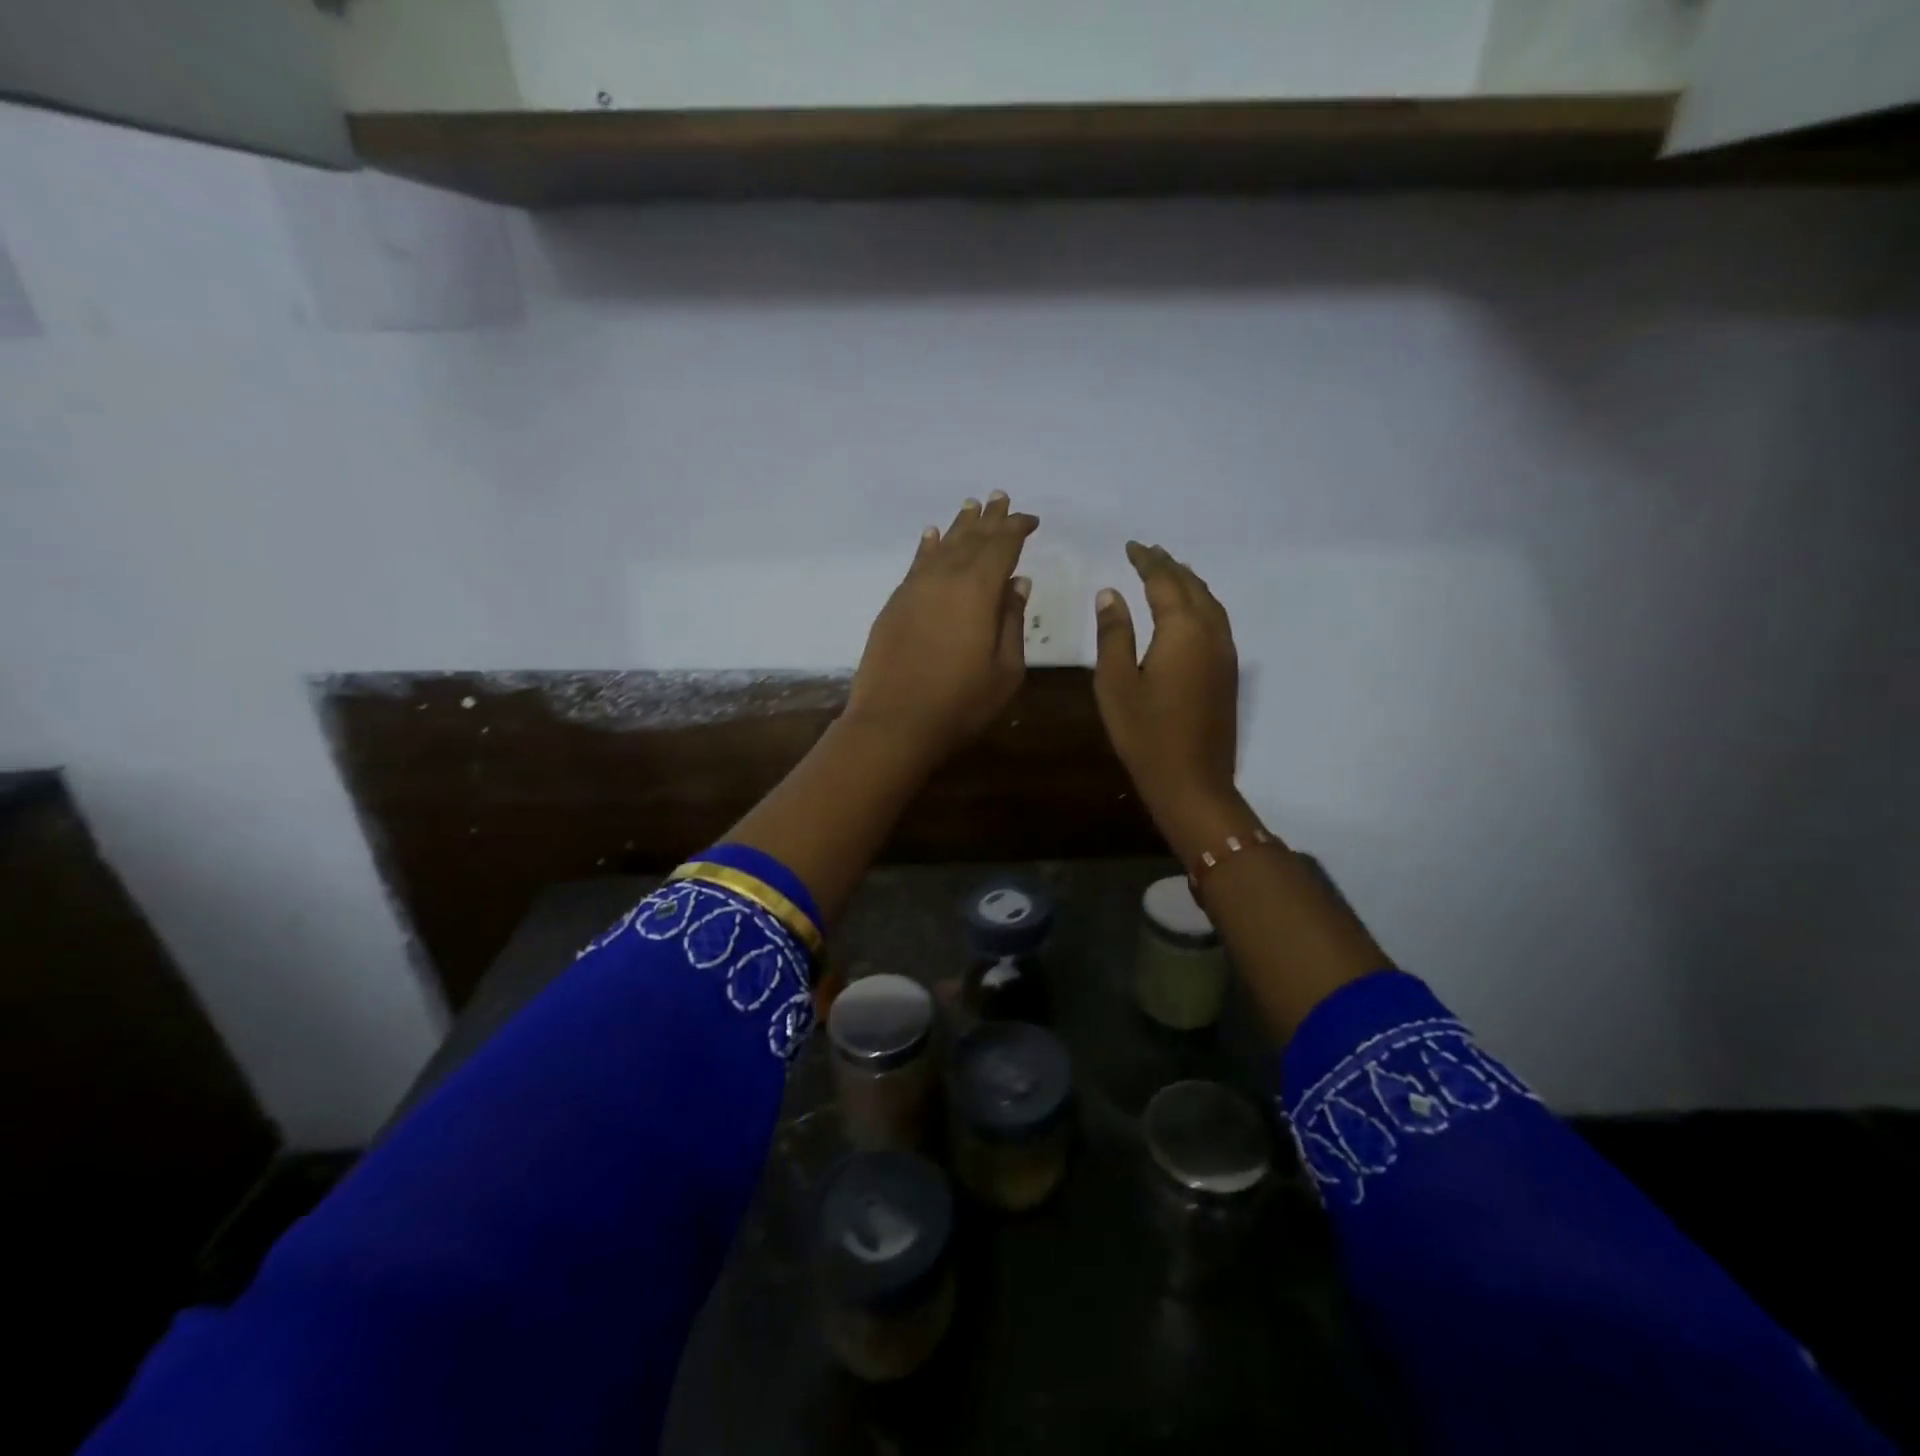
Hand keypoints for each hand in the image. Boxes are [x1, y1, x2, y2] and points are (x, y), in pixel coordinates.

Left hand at [846, 493, 1038, 767]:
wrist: (894, 722)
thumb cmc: (960, 702)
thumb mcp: (1005, 669)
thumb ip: (1011, 620)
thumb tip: (1017, 581)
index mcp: (977, 589)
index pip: (1001, 545)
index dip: (1016, 528)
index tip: (1030, 519)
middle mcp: (945, 577)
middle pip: (971, 538)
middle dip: (989, 518)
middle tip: (1000, 497)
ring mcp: (915, 589)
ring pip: (941, 545)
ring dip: (959, 525)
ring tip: (971, 506)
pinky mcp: (895, 604)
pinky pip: (916, 564)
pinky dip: (927, 546)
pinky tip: (931, 535)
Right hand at [1093, 542, 1245, 852]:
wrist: (1192, 781)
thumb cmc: (1145, 733)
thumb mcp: (1116, 682)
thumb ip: (1114, 634)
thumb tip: (1111, 594)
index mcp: (1182, 630)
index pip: (1164, 582)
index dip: (1147, 561)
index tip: (1131, 546)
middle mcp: (1211, 633)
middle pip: (1193, 587)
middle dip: (1170, 566)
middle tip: (1149, 552)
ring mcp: (1225, 653)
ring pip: (1210, 603)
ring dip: (1189, 582)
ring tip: (1169, 572)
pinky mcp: (1228, 672)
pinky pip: (1216, 621)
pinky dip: (1200, 604)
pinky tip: (1188, 611)